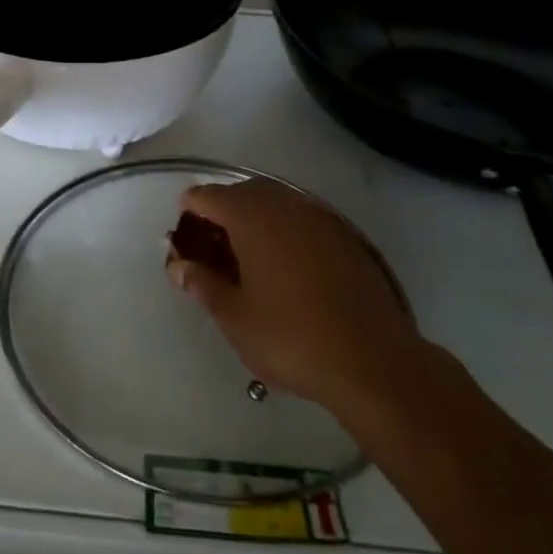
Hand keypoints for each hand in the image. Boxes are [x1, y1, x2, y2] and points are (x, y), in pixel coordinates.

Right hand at [166, 178, 420, 411]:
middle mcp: (287, 206)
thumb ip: (202, 284)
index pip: (208, 196)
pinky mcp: (347, 238)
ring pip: (277, 202)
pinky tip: (285, 265)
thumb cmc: (291, 338)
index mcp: (253, 219)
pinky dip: (285, 229)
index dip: (189, 211)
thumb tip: (179, 266)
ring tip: (247, 256)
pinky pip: (304, 218)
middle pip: (243, 191)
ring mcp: (321, 219)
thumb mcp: (234, 317)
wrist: (374, 362)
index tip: (183, 237)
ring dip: (255, 217)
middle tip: (212, 247)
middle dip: (222, 210)